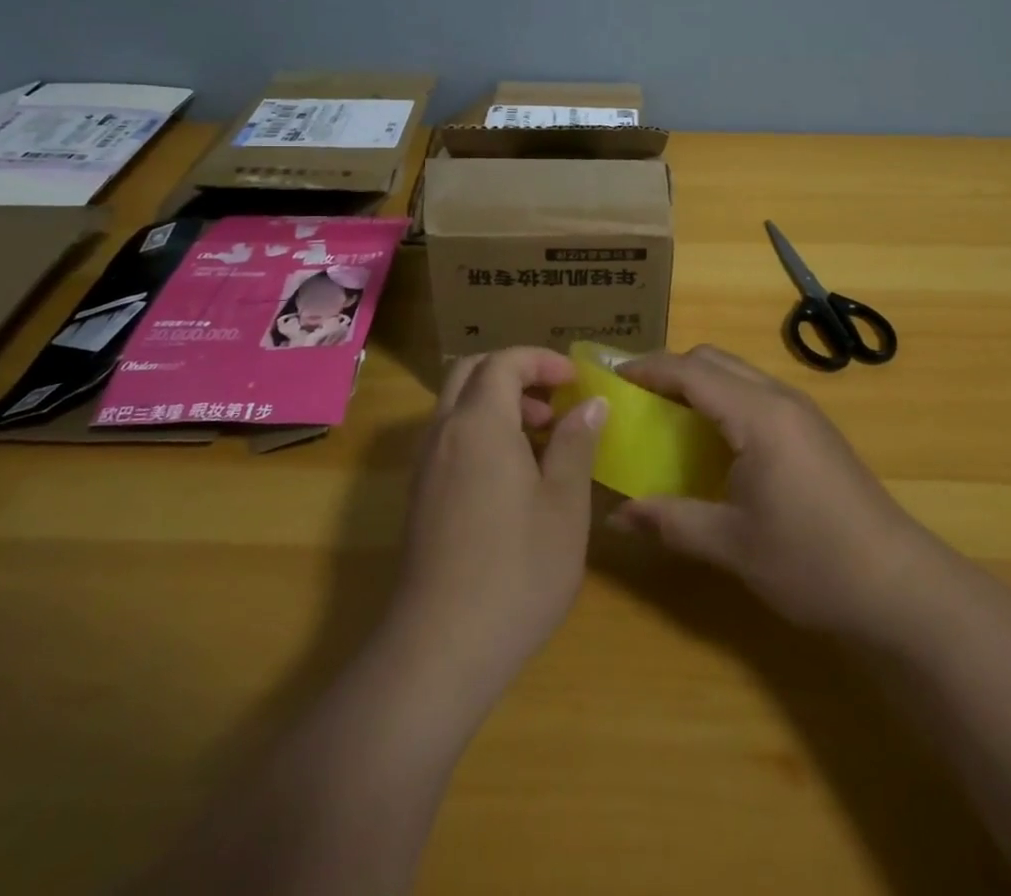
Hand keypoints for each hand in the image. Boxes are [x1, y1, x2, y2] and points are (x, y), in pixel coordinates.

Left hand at [387, 347, 607, 701]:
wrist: (439, 650)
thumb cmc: (516, 571)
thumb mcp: (564, 505)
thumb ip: (576, 444)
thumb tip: (591, 403)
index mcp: (479, 423)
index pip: (504, 362)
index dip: (541, 360)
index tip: (575, 380)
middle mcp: (443, 432)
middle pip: (471, 372)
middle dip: (515, 374)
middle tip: (554, 402)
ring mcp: (425, 466)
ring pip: (456, 406)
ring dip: (496, 403)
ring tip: (540, 439)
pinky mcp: (419, 497)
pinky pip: (448, 437)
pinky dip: (480, 431)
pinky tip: (511, 476)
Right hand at [609, 345, 928, 636]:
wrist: (899, 587)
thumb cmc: (811, 561)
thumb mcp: (731, 544)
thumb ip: (669, 521)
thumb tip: (615, 516)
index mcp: (757, 414)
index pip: (690, 370)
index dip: (646, 368)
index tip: (609, 378)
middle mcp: (779, 398)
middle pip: (713, 360)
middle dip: (669, 370)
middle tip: (633, 399)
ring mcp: (801, 412)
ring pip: (737, 375)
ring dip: (698, 383)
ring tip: (663, 416)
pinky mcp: (813, 431)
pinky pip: (755, 394)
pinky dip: (722, 401)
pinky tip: (710, 442)